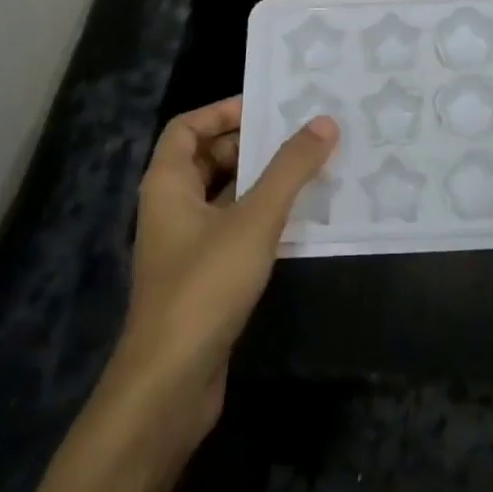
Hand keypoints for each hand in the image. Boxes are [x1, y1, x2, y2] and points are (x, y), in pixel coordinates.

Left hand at [105, 97, 336, 447]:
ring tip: (313, 166)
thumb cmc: (204, 287)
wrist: (169, 385)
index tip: (268, 106)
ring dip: (263, 181)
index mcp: (168, 184)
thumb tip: (324, 121)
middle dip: (252, 144)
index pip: (188, 127)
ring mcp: (187, 245)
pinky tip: (303, 217)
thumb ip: (290, 168)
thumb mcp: (254, 219)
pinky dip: (264, 216)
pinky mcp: (205, 277)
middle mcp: (172, 208)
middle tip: (303, 132)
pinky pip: (236, 229)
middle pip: (209, 158)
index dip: (223, 110)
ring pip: (226, 196)